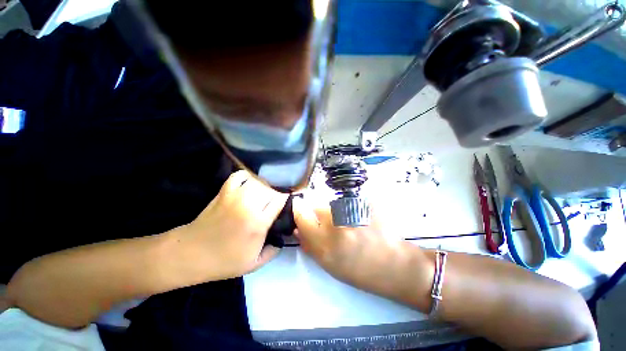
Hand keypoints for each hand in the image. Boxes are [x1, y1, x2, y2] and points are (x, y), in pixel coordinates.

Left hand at [172, 170, 288, 281]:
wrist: (191, 254)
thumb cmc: (224, 261)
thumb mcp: (254, 264)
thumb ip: (273, 251)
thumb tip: (282, 238)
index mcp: (258, 223)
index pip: (280, 201)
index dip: (286, 201)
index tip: (286, 205)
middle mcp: (249, 205)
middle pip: (271, 190)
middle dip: (276, 196)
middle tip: (274, 205)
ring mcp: (235, 196)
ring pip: (258, 182)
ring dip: (264, 188)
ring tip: (263, 196)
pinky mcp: (224, 192)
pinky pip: (239, 176)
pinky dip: (247, 177)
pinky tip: (249, 185)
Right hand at [292, 197, 427, 297]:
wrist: (393, 264)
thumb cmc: (359, 270)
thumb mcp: (329, 265)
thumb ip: (310, 246)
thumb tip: (297, 229)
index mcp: (324, 244)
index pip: (301, 215)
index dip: (299, 210)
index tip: (300, 209)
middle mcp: (336, 224)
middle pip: (317, 206)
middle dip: (320, 214)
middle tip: (333, 225)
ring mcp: (352, 211)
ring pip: (333, 204)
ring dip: (336, 211)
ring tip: (349, 224)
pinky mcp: (364, 203)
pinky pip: (347, 202)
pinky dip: (348, 208)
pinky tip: (359, 220)